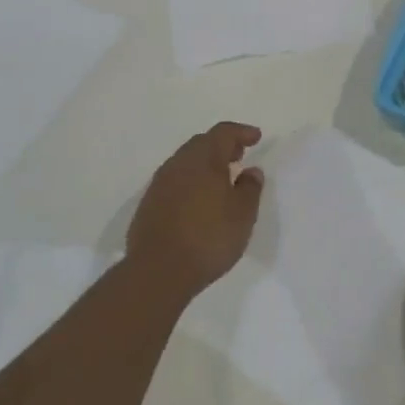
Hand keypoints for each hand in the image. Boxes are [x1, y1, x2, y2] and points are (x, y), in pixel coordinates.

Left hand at [127, 122, 264, 299]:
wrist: (158, 271)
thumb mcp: (243, 214)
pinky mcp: (148, 205)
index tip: (256, 137)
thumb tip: (251, 170)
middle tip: (239, 155)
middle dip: (222, 145)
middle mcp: (178, 164)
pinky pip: (174, 181)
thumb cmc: (209, 238)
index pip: (223, 133)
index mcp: (204, 160)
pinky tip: (198, 200)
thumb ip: (250, 188)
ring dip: (204, 164)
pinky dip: (190, 181)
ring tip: (221, 179)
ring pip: (185, 162)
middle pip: (201, 143)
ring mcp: (159, 184)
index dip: (241, 132)